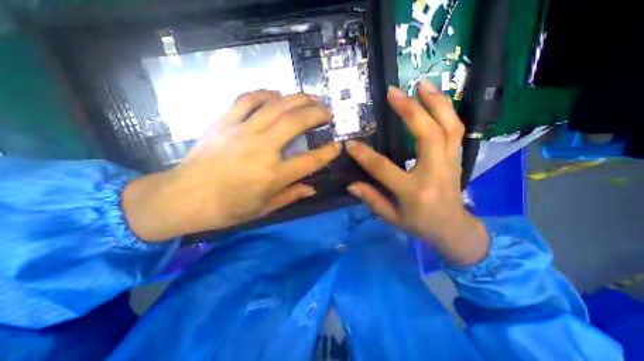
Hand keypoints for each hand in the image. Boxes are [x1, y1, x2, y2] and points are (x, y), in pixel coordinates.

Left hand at [121, 91, 341, 240]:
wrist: (183, 197)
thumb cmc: (227, 209)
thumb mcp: (264, 209)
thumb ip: (291, 195)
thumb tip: (312, 188)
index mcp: (272, 175)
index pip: (310, 160)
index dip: (328, 152)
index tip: (337, 145)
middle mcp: (261, 148)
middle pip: (296, 123)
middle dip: (317, 114)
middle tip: (327, 113)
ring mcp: (242, 131)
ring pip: (276, 105)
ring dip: (298, 99)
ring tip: (311, 98)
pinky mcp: (224, 122)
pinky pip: (248, 99)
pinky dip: (265, 93)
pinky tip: (276, 94)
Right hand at [348, 81, 488, 264]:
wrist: (453, 228)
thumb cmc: (419, 224)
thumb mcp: (392, 218)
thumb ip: (372, 200)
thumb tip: (351, 184)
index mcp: (414, 191)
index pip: (385, 169)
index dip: (365, 156)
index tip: (351, 144)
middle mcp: (435, 173)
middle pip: (428, 135)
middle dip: (410, 111)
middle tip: (393, 92)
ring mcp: (451, 163)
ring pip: (449, 126)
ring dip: (436, 102)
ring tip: (420, 83)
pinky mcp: (457, 157)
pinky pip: (455, 129)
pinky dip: (446, 110)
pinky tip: (435, 97)